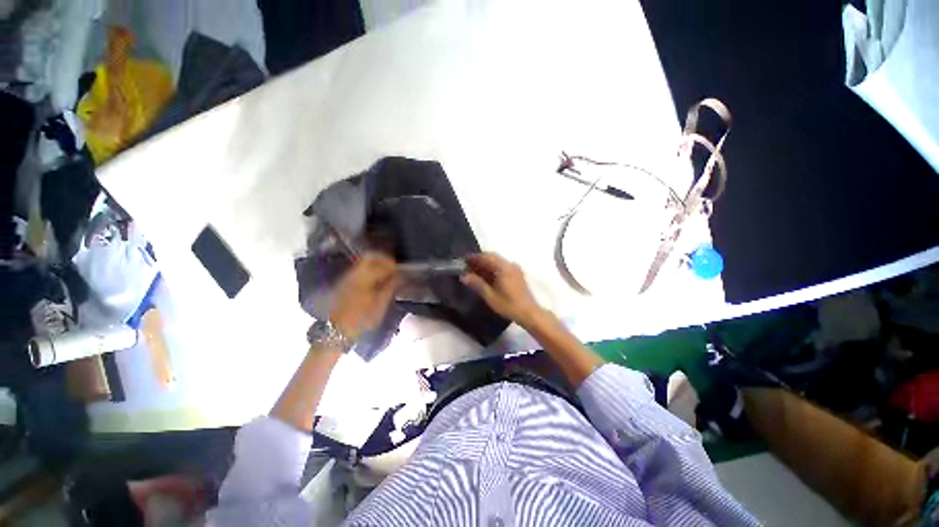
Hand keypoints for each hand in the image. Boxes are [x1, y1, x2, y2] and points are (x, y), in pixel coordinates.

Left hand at [330, 254, 398, 340]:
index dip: (392, 265)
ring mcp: (347, 277)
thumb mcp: (379, 307)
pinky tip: (376, 279)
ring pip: (363, 262)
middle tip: (393, 268)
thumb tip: (400, 277)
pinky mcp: (344, 282)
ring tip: (386, 273)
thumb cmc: (360, 321)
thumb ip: (390, 289)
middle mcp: (353, 275)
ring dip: (376, 263)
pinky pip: (359, 268)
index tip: (400, 270)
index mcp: (363, 281)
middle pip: (369, 257)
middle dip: (383, 259)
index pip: (380, 265)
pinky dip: (369, 269)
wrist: (336, 331)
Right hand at [461, 253, 544, 327]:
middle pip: (492, 257)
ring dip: (486, 263)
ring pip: (498, 261)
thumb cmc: (508, 305)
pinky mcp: (517, 274)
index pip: (486, 257)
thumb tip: (464, 276)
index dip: (474, 257)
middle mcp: (510, 264)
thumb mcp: (490, 296)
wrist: (528, 312)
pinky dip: (493, 267)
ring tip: (474, 270)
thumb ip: (477, 284)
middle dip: (479, 259)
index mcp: (503, 267)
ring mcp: (515, 268)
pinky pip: (503, 265)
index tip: (463, 260)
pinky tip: (487, 275)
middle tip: (467, 265)